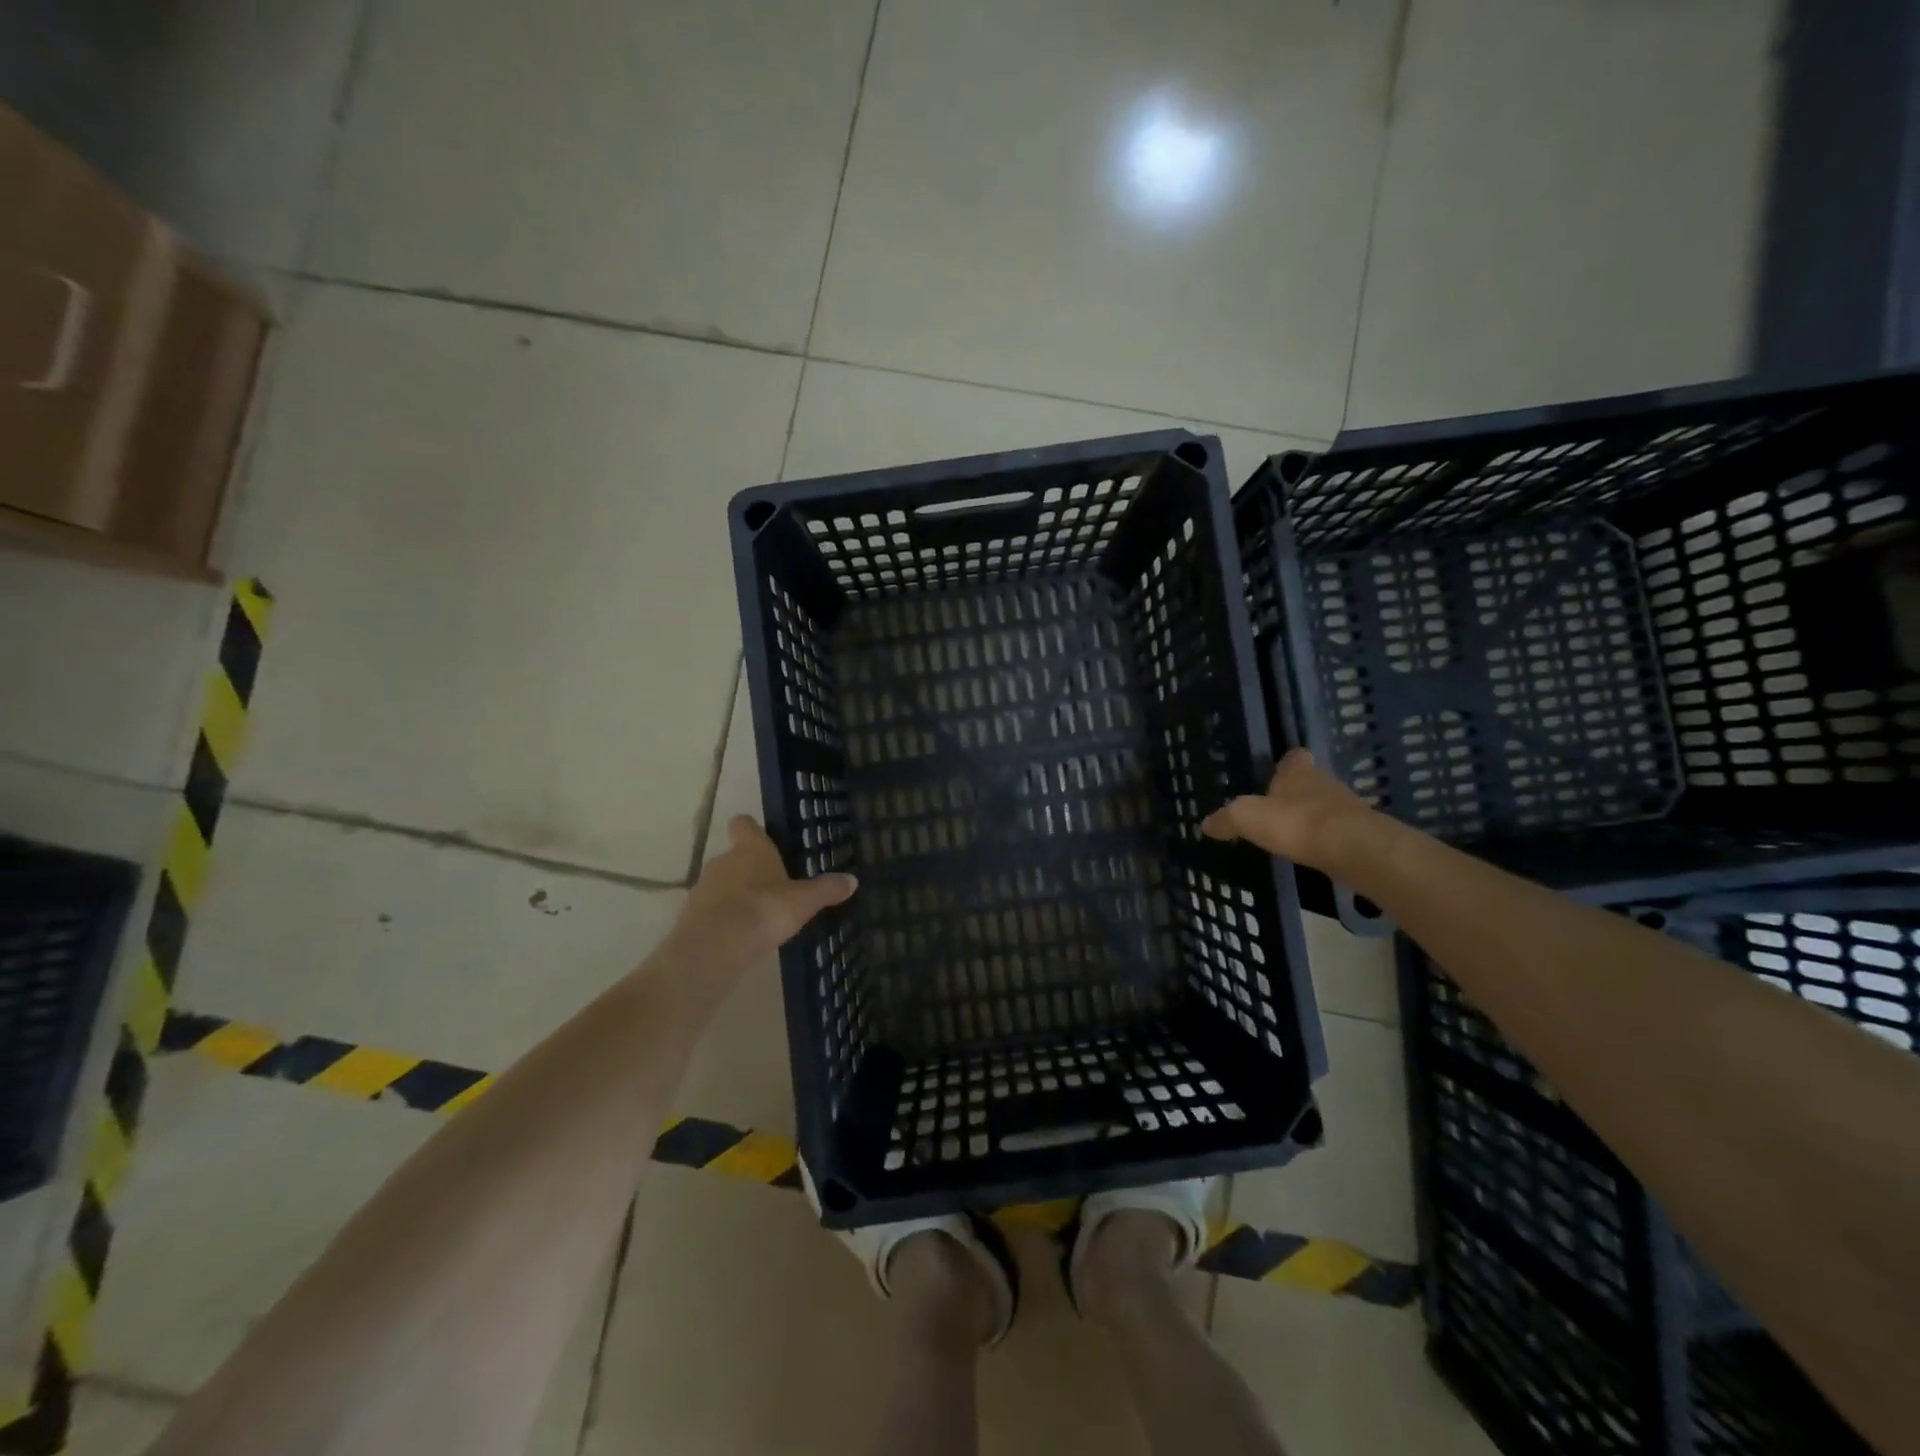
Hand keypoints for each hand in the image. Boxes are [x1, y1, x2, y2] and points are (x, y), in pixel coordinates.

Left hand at [667, 816, 857, 977]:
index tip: (762, 837)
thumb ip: (826, 890)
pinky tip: (740, 936)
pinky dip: (723, 918)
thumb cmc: (764, 910)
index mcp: (751, 849)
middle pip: (734, 856)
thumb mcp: (804, 902)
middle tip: (772, 886)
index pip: (744, 824)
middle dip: (750, 869)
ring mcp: (703, 888)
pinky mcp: (692, 916)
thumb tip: (852, 880)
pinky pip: (712, 910)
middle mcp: (723, 860)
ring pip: (721, 883)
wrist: (715, 947)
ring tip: (758, 915)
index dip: (752, 829)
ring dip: (735, 895)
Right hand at [1200, 749, 1384, 872]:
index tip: (1274, 774)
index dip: (1285, 764)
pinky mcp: (1358, 835)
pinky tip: (1310, 853)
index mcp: (1298, 771)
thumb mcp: (1247, 818)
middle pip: (1310, 782)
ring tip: (1291, 834)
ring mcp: (1346, 809)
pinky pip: (1336, 833)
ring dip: (1311, 818)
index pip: (1294, 757)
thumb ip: (1226, 819)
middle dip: (1295, 793)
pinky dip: (1323, 841)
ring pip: (1324, 807)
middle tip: (1276, 809)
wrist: (1352, 850)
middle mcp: (1325, 782)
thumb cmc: (1296, 822)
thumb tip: (1205, 824)